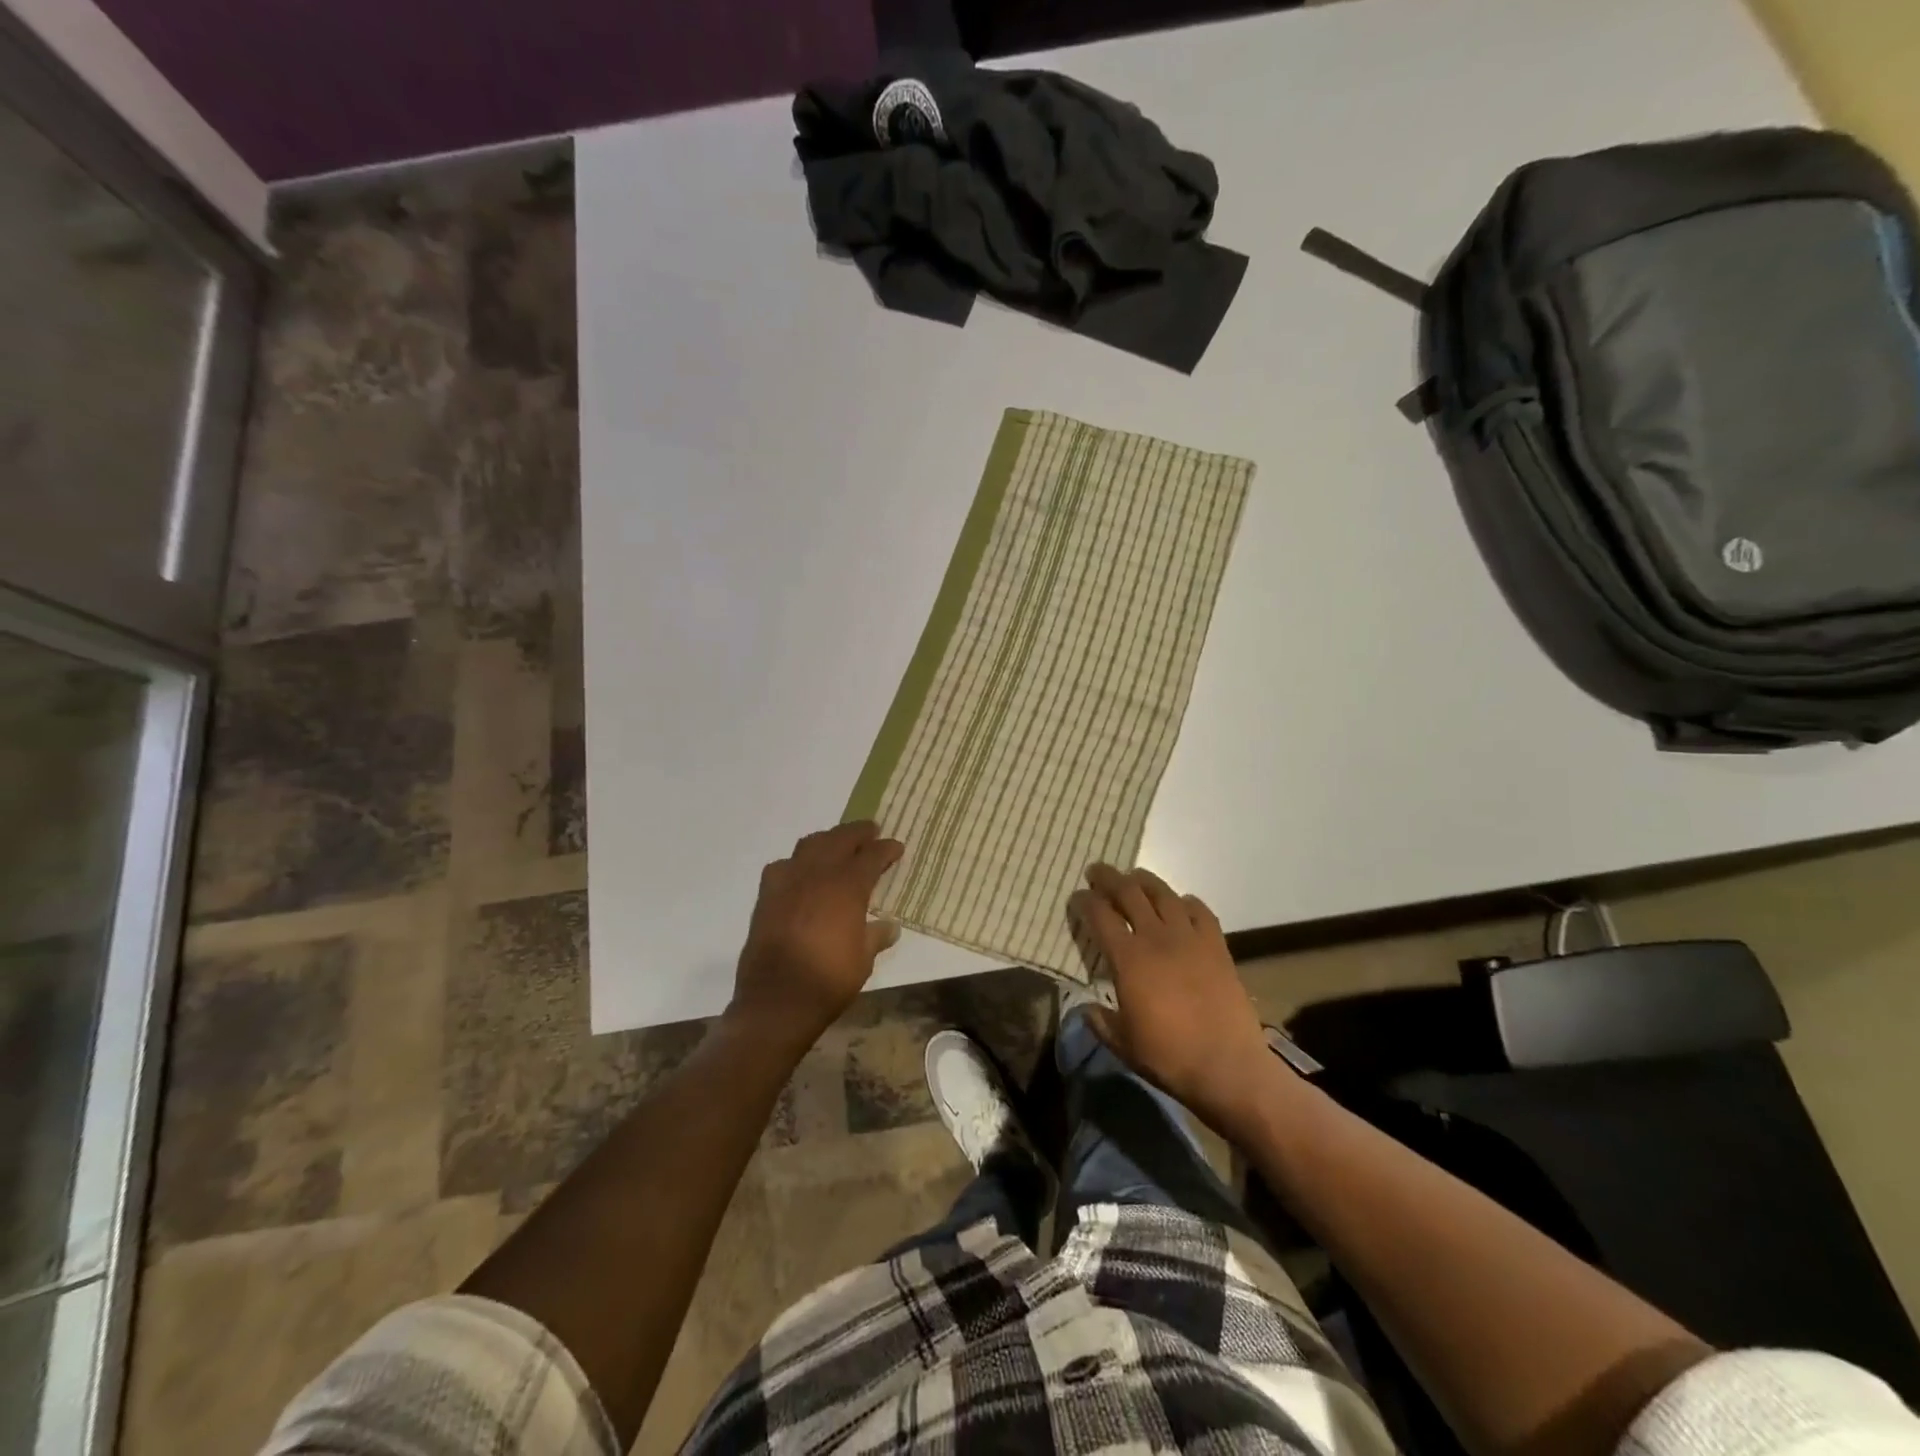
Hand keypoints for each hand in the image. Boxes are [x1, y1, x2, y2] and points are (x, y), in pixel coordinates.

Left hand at [729, 821, 902, 1053]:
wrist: (777, 1001)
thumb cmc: (829, 981)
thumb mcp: (864, 960)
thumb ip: (876, 936)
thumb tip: (891, 926)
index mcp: (847, 887)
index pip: (871, 856)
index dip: (886, 849)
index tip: (896, 847)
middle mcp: (818, 875)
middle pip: (840, 839)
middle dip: (858, 832)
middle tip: (871, 831)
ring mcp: (788, 882)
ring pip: (810, 845)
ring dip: (828, 840)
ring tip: (838, 844)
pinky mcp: (767, 896)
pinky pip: (783, 865)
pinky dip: (797, 862)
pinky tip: (801, 872)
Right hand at [1069, 864, 1279, 1135]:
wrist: (1228, 1066)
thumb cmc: (1169, 1057)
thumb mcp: (1123, 1045)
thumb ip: (1100, 1022)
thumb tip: (1086, 1008)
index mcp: (1128, 959)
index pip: (1099, 915)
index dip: (1084, 902)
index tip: (1077, 897)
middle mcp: (1157, 938)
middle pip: (1129, 893)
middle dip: (1109, 878)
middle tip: (1097, 872)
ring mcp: (1190, 938)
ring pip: (1164, 894)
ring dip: (1144, 881)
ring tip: (1134, 877)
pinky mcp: (1217, 945)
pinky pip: (1200, 911)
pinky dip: (1186, 902)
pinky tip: (1180, 904)